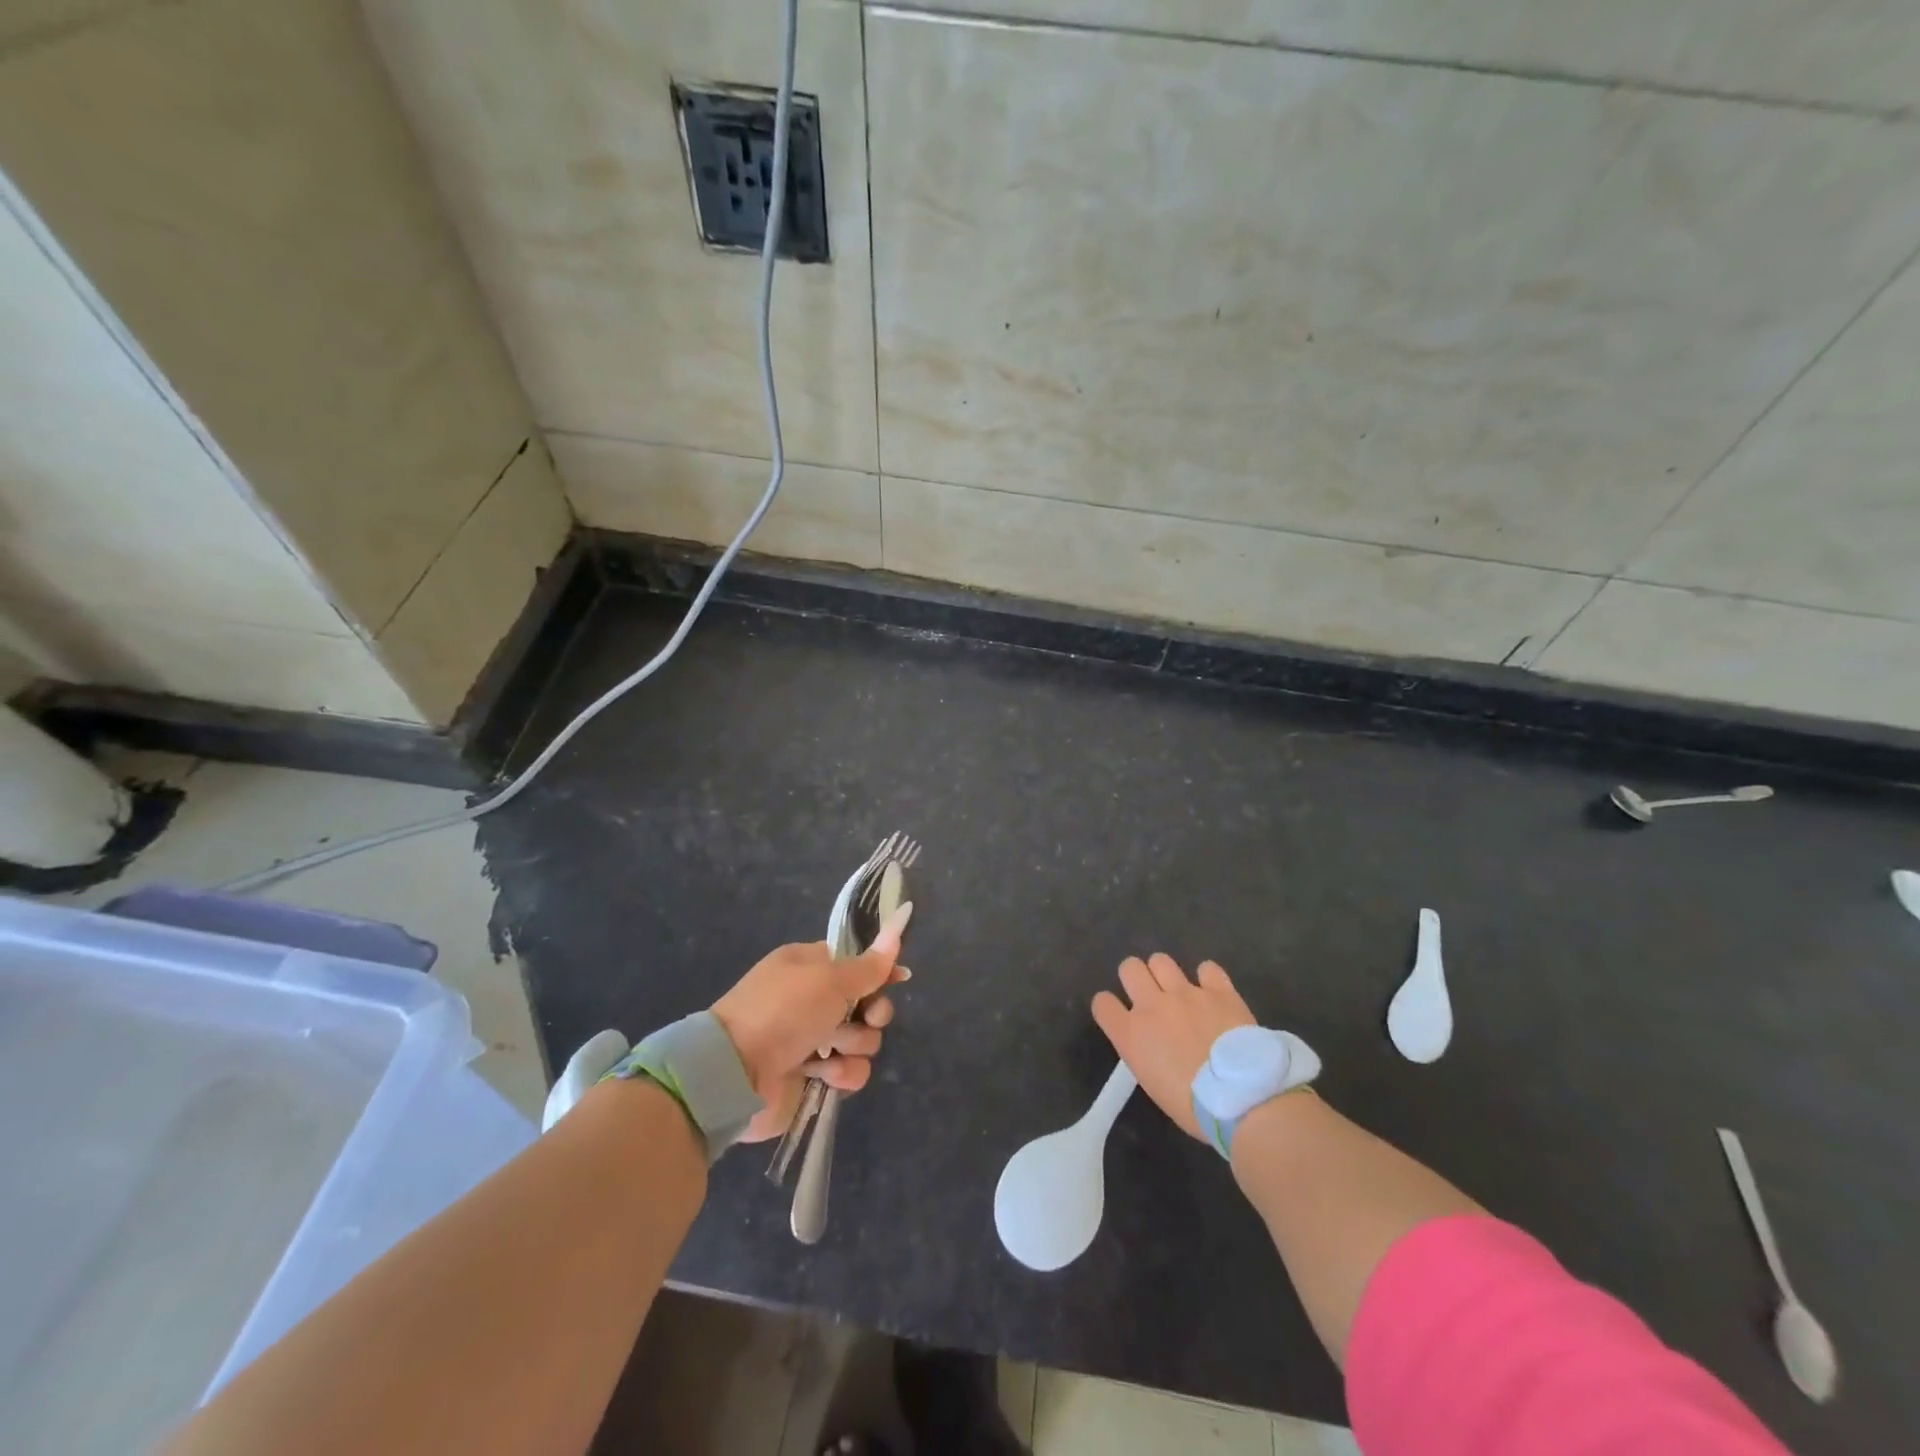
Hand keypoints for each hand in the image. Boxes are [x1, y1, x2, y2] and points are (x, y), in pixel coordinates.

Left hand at [712, 903, 912, 1142]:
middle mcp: (812, 1000)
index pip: (857, 963)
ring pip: (862, 1039)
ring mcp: (812, 1041)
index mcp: (810, 966)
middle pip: (866, 1002)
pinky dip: (842, 1074)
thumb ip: (869, 963)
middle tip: (868, 1017)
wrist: (735, 1073)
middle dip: (873, 1012)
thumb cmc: (783, 1010)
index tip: (898, 978)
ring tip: (832, 1050)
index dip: (879, 971)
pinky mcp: (813, 1078)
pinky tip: (826, 1075)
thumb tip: (898, 926)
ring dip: (854, 1045)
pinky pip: (849, 1072)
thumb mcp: (830, 978)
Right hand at [1092, 954, 1254, 1140]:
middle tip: (1150, 995)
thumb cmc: (1193, 1106)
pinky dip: (1208, 979)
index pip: (1102, 1003)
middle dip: (1136, 977)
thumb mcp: (1153, 1082)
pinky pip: (1207, 968)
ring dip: (1166, 974)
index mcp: (1131, 1034)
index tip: (1119, 1015)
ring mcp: (1186, 993)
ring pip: (1161, 960)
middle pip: (1129, 968)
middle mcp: (1152, 1005)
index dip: (1109, 1006)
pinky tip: (1213, 993)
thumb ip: (1145, 1052)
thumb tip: (1154, 1042)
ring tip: (1179, 991)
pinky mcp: (1218, 991)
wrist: (1241, 1099)